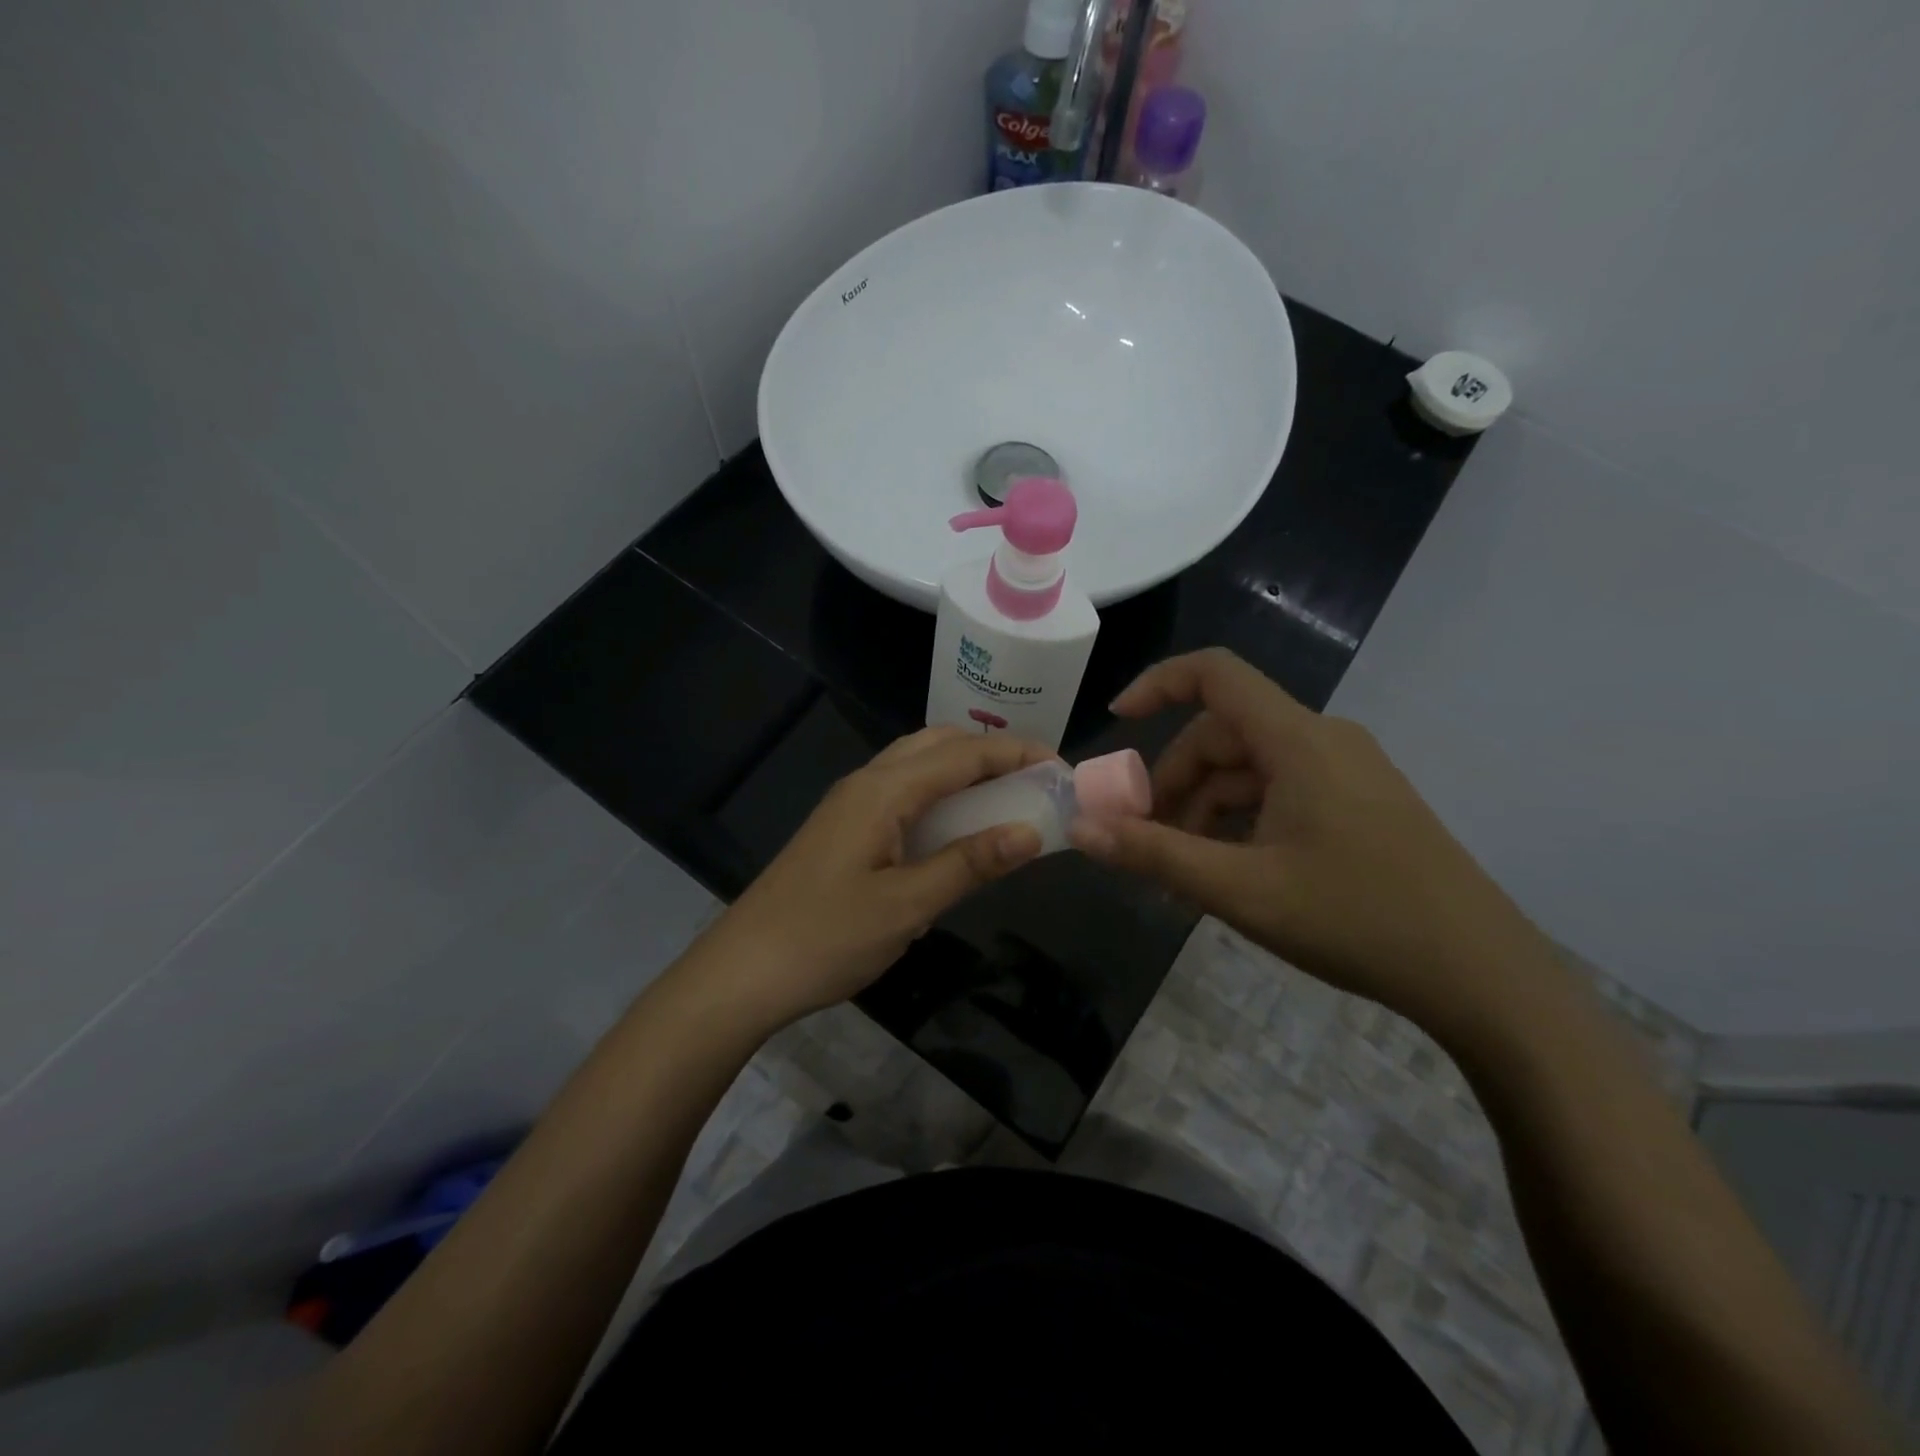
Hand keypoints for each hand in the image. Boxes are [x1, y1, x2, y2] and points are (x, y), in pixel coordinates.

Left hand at [696, 727, 1052, 1030]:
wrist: (742, 971)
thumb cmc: (826, 938)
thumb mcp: (907, 905)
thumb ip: (970, 864)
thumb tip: (1031, 832)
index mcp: (884, 791)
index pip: (964, 753)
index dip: (1017, 754)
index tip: (1062, 769)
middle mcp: (867, 783)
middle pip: (939, 745)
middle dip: (991, 754)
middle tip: (1035, 783)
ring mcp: (851, 804)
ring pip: (918, 766)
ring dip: (964, 772)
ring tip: (1006, 800)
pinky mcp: (844, 828)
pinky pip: (903, 793)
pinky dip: (940, 795)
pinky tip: (956, 829)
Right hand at [1070, 649, 1551, 1036]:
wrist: (1483, 976)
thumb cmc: (1356, 920)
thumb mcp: (1240, 890)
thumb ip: (1154, 854)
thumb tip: (1080, 829)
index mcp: (1297, 740)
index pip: (1215, 674)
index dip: (1157, 684)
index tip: (1115, 722)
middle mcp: (1324, 740)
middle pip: (1224, 734)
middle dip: (1174, 782)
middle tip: (1146, 840)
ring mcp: (1348, 772)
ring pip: (1251, 769)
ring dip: (1205, 808)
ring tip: (1184, 871)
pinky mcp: (1361, 803)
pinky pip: (1282, 791)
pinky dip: (1242, 820)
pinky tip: (1229, 872)